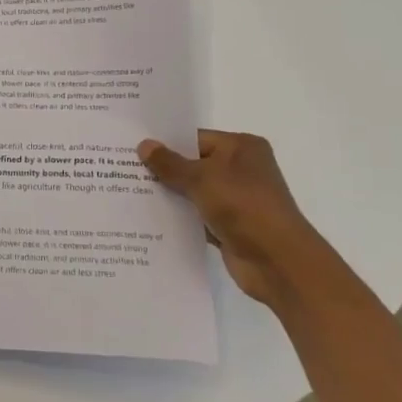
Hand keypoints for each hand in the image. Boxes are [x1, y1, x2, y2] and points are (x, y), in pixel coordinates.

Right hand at [137, 130, 326, 305]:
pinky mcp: (230, 226)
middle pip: (194, 164)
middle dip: (163, 170)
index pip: (196, 138)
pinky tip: (149, 218)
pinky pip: (197, 216)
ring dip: (170, 195)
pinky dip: (179, 218)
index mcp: (242, 148)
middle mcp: (241, 170)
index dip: (166, 143)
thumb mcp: (201, 178)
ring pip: (194, 192)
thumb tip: (144, 144)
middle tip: (124, 168)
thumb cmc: (243, 206)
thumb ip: (170, 163)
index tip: (133, 147)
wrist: (278, 262)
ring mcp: (237, 200)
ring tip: (129, 192)